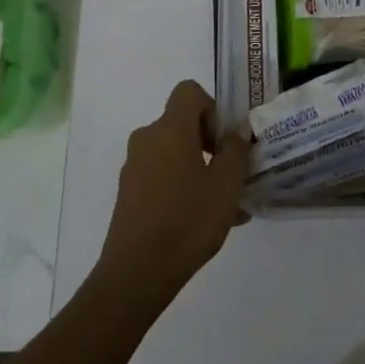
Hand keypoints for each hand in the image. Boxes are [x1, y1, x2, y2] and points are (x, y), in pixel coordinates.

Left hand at [95, 80, 251, 307]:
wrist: (137, 272)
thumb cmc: (188, 221)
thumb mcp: (226, 185)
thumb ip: (236, 150)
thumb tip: (236, 130)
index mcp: (170, 129)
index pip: (189, 91)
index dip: (212, 107)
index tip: (225, 141)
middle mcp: (147, 139)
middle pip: (182, 123)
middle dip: (210, 143)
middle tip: (231, 175)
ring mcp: (134, 167)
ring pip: (174, 154)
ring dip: (200, 169)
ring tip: (225, 205)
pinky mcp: (128, 193)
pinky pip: (162, 176)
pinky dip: (182, 186)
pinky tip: (203, 221)